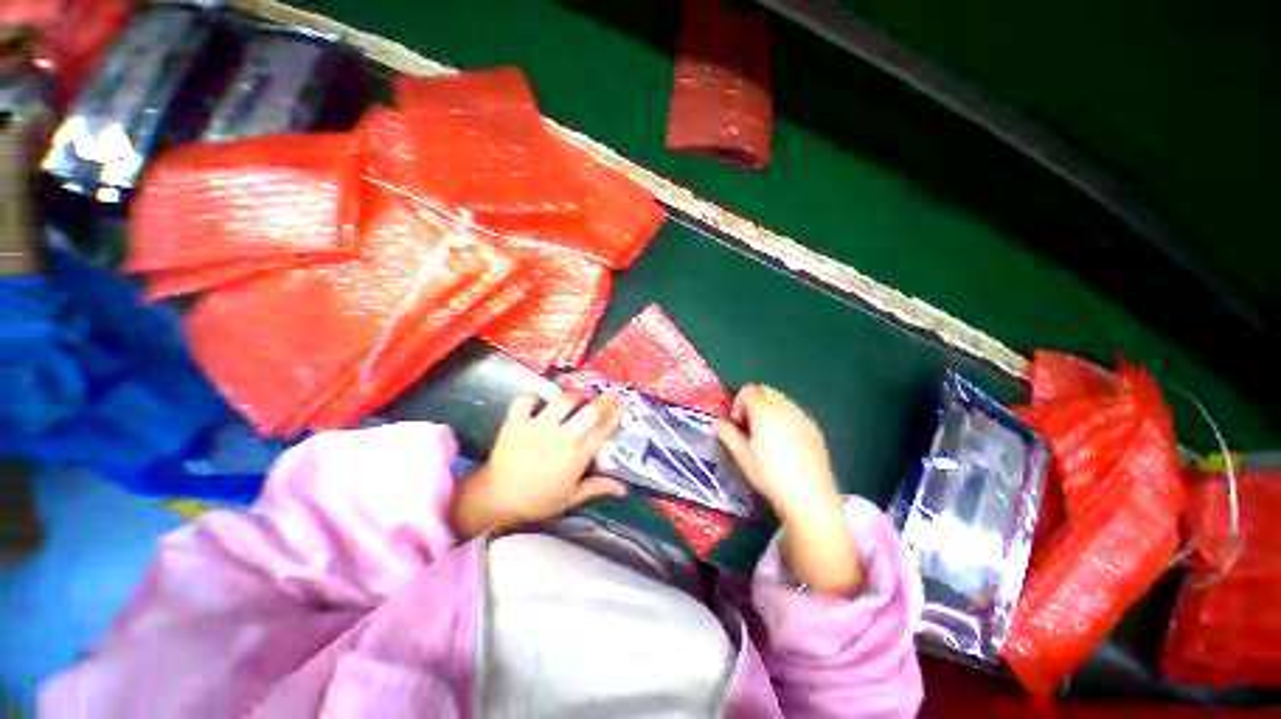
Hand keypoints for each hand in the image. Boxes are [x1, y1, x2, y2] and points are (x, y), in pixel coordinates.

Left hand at [450, 392, 627, 538]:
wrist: (495, 500)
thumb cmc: (538, 500)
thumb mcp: (571, 498)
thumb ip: (598, 487)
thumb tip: (624, 489)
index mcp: (576, 456)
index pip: (602, 430)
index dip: (616, 414)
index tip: (624, 402)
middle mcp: (560, 436)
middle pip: (588, 411)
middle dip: (602, 400)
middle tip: (607, 395)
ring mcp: (537, 427)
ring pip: (562, 400)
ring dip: (573, 396)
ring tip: (577, 398)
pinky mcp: (515, 422)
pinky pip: (527, 400)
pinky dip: (534, 398)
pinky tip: (540, 403)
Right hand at [718, 384, 861, 595]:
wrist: (809, 497)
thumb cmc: (770, 475)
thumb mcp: (742, 456)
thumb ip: (728, 434)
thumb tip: (721, 424)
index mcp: (765, 412)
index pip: (749, 390)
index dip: (738, 402)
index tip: (736, 423)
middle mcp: (785, 408)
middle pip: (765, 390)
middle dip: (753, 401)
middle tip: (748, 424)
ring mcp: (803, 417)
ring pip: (781, 399)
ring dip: (768, 408)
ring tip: (765, 433)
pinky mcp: (815, 429)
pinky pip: (795, 412)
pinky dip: (784, 416)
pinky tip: (784, 442)